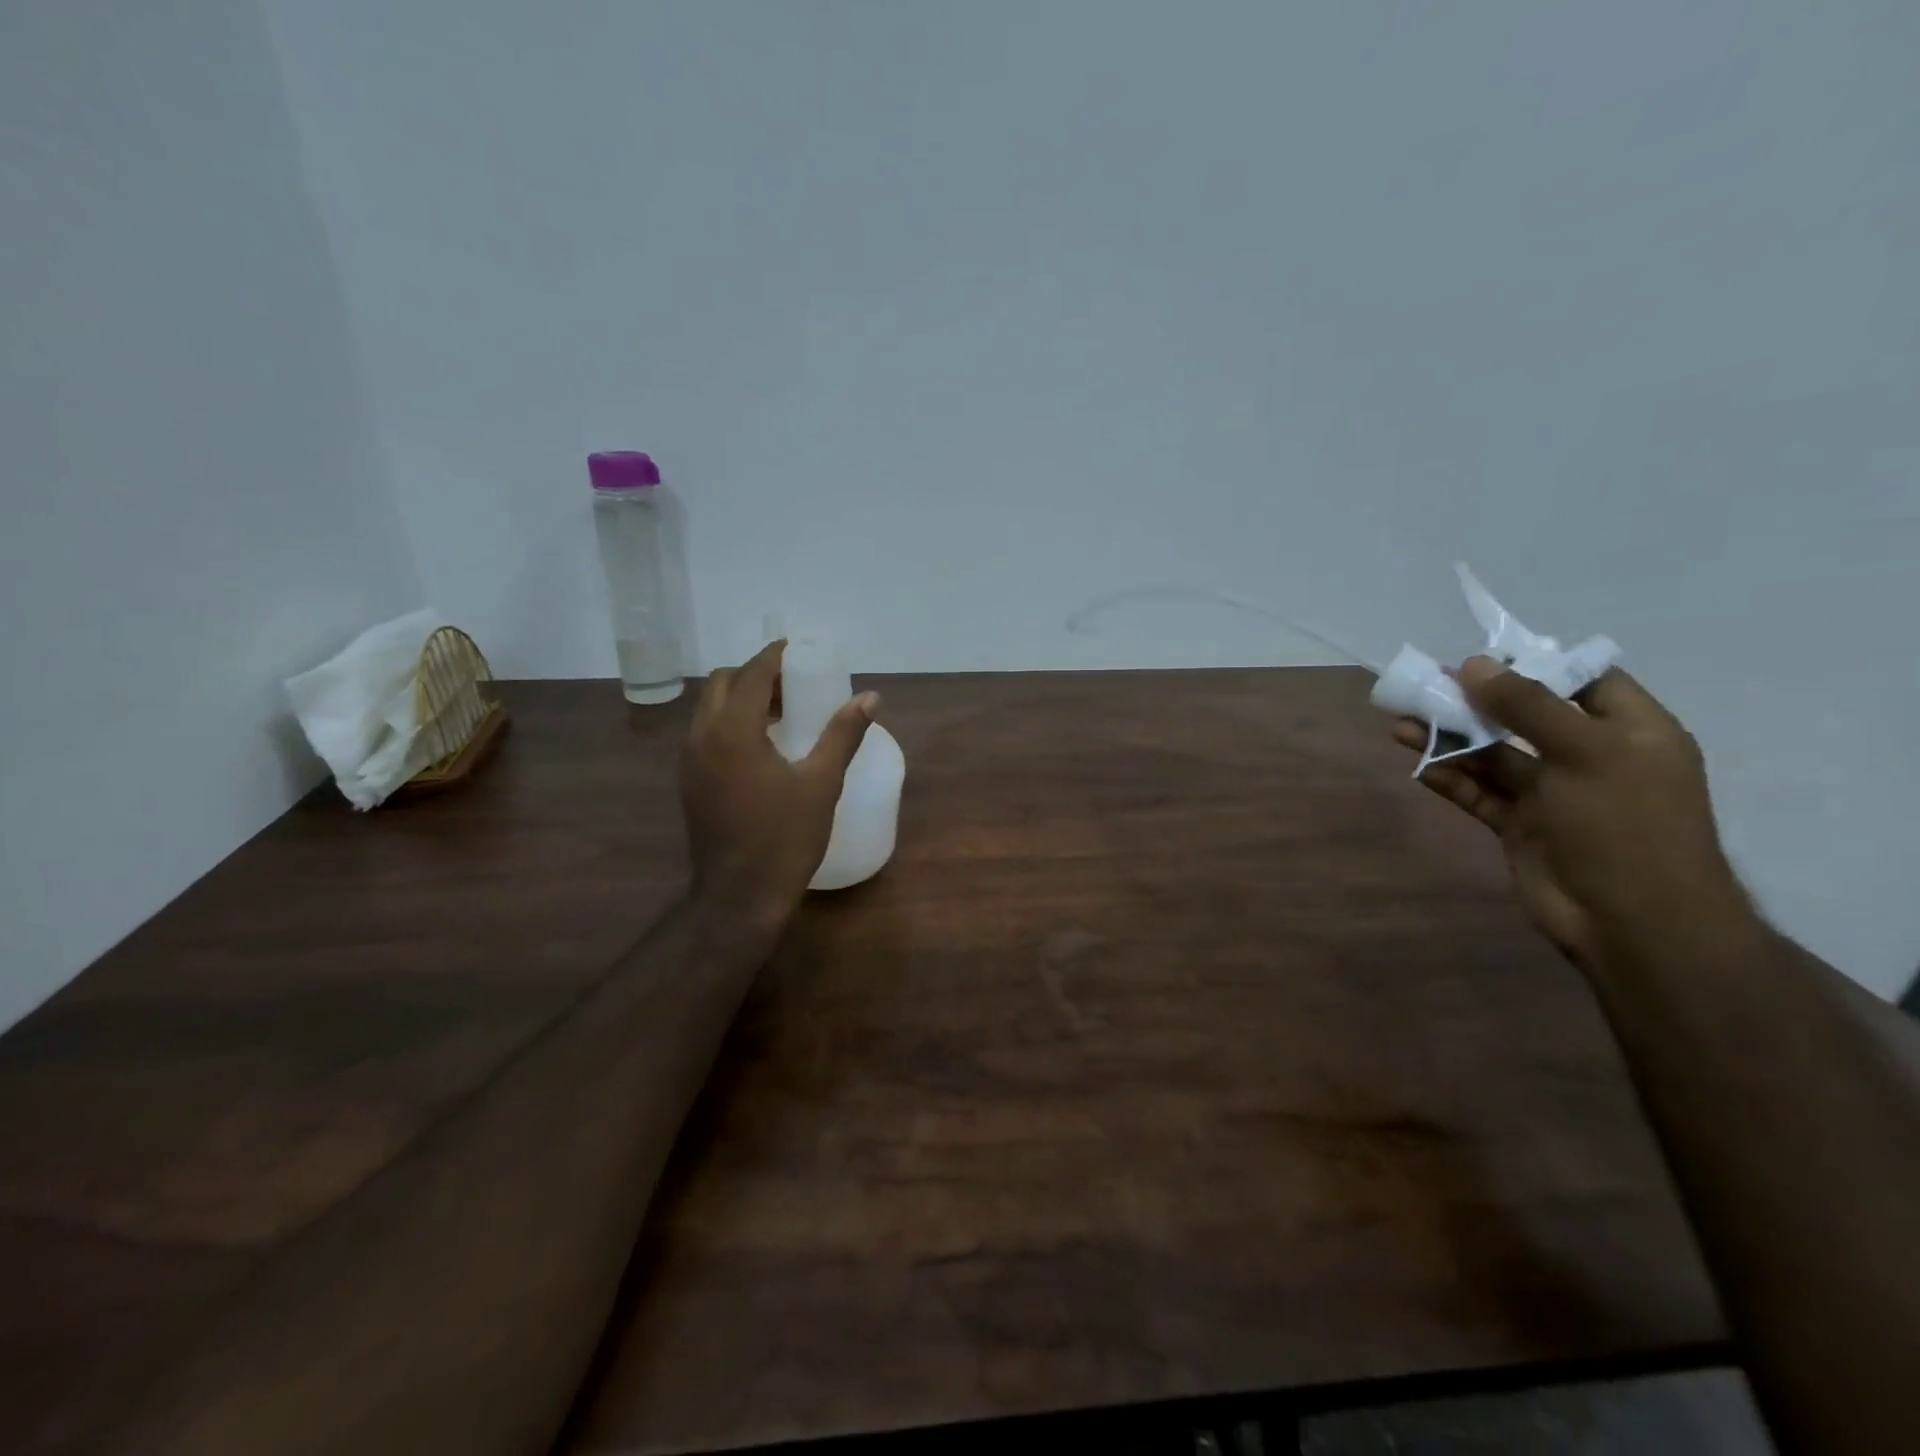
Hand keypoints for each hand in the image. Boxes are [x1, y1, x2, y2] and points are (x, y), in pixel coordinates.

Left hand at [681, 641, 877, 928]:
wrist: (739, 896)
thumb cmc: (785, 838)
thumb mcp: (821, 783)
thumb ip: (843, 734)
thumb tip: (871, 697)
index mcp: (733, 731)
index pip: (751, 674)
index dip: (776, 656)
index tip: (801, 651)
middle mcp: (702, 737)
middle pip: (723, 683)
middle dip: (756, 673)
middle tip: (793, 684)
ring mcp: (690, 761)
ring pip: (710, 708)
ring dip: (741, 697)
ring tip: (781, 712)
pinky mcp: (689, 781)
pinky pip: (706, 733)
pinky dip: (730, 722)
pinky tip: (762, 746)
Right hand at [1393, 658, 1749, 973]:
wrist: (1630, 921)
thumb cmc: (1623, 824)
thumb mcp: (1583, 751)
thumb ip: (1527, 706)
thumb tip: (1475, 665)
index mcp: (1630, 732)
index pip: (1586, 681)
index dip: (1537, 665)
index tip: (1484, 657)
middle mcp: (1590, 757)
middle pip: (1526, 716)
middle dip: (1478, 700)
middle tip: (1430, 684)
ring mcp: (1552, 793)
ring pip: (1493, 754)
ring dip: (1451, 737)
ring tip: (1403, 721)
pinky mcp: (1519, 824)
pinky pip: (1478, 792)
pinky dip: (1449, 777)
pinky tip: (1417, 762)